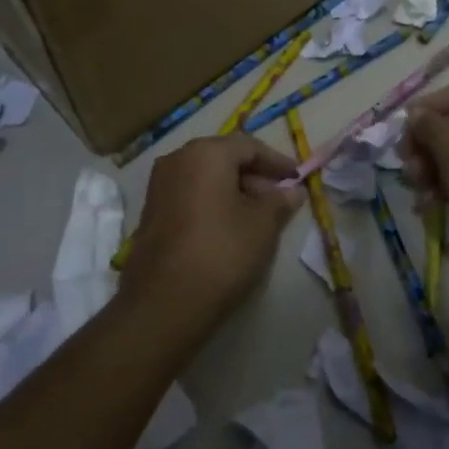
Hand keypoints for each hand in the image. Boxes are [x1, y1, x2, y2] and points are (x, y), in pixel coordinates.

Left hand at [121, 133, 303, 327]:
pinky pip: (189, 194)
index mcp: (206, 153)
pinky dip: (212, 201)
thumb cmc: (222, 253)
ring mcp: (159, 185)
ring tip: (258, 215)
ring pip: (205, 176)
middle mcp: (177, 159)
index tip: (297, 178)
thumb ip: (280, 201)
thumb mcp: (262, 226)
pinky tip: (229, 226)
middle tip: (279, 198)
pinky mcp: (150, 210)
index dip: (277, 162)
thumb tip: (292, 190)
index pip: (249, 146)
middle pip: (224, 158)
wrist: (164, 302)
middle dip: (254, 175)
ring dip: (233, 189)